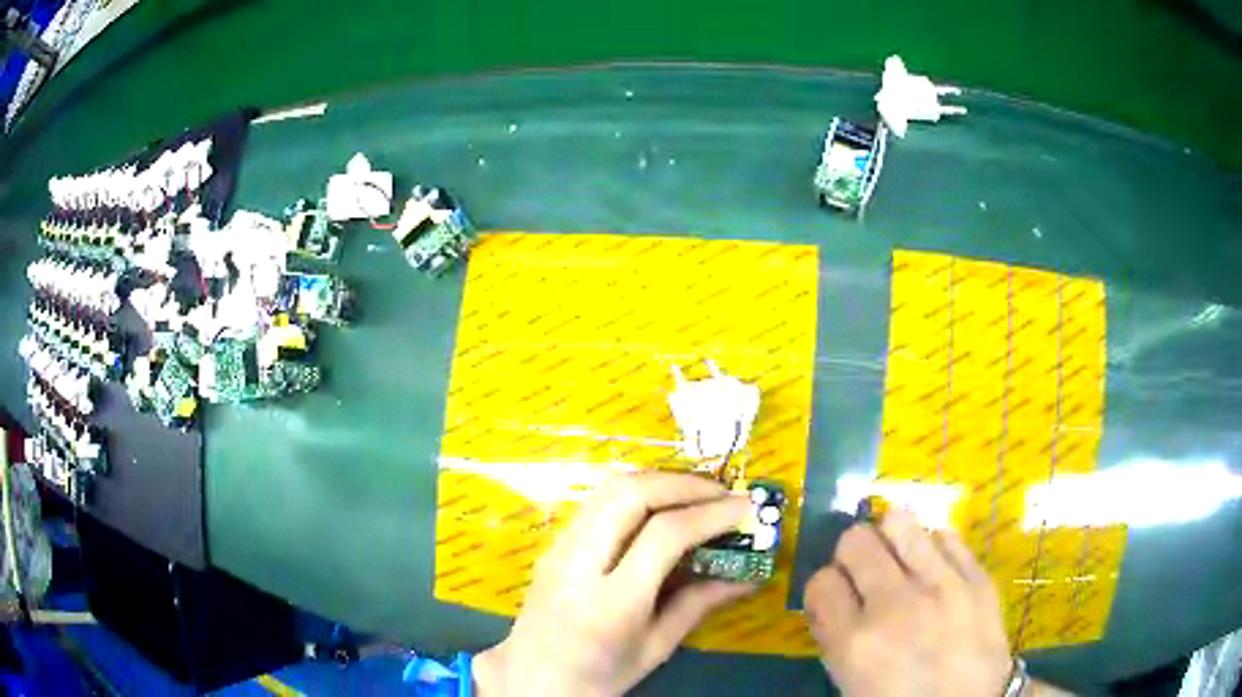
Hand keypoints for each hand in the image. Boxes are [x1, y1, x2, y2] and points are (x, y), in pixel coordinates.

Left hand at [474, 472, 753, 696]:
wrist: (531, 679)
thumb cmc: (598, 675)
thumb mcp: (655, 649)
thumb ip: (698, 605)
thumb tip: (747, 577)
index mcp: (612, 603)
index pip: (664, 536)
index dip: (710, 514)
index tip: (744, 507)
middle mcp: (579, 565)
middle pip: (630, 495)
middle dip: (683, 484)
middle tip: (721, 492)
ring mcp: (559, 549)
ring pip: (608, 489)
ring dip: (657, 481)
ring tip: (695, 493)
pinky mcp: (553, 544)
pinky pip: (595, 502)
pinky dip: (634, 492)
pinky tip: (658, 507)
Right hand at [804, 508, 1012, 696]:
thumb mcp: (851, 682)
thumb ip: (835, 637)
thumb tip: (830, 596)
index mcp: (856, 643)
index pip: (821, 582)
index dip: (826, 588)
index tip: (838, 597)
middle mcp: (895, 606)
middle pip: (855, 540)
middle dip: (853, 555)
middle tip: (866, 573)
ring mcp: (942, 587)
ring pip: (899, 522)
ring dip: (891, 538)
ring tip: (899, 558)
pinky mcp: (977, 577)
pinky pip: (945, 535)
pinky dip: (933, 548)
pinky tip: (935, 569)